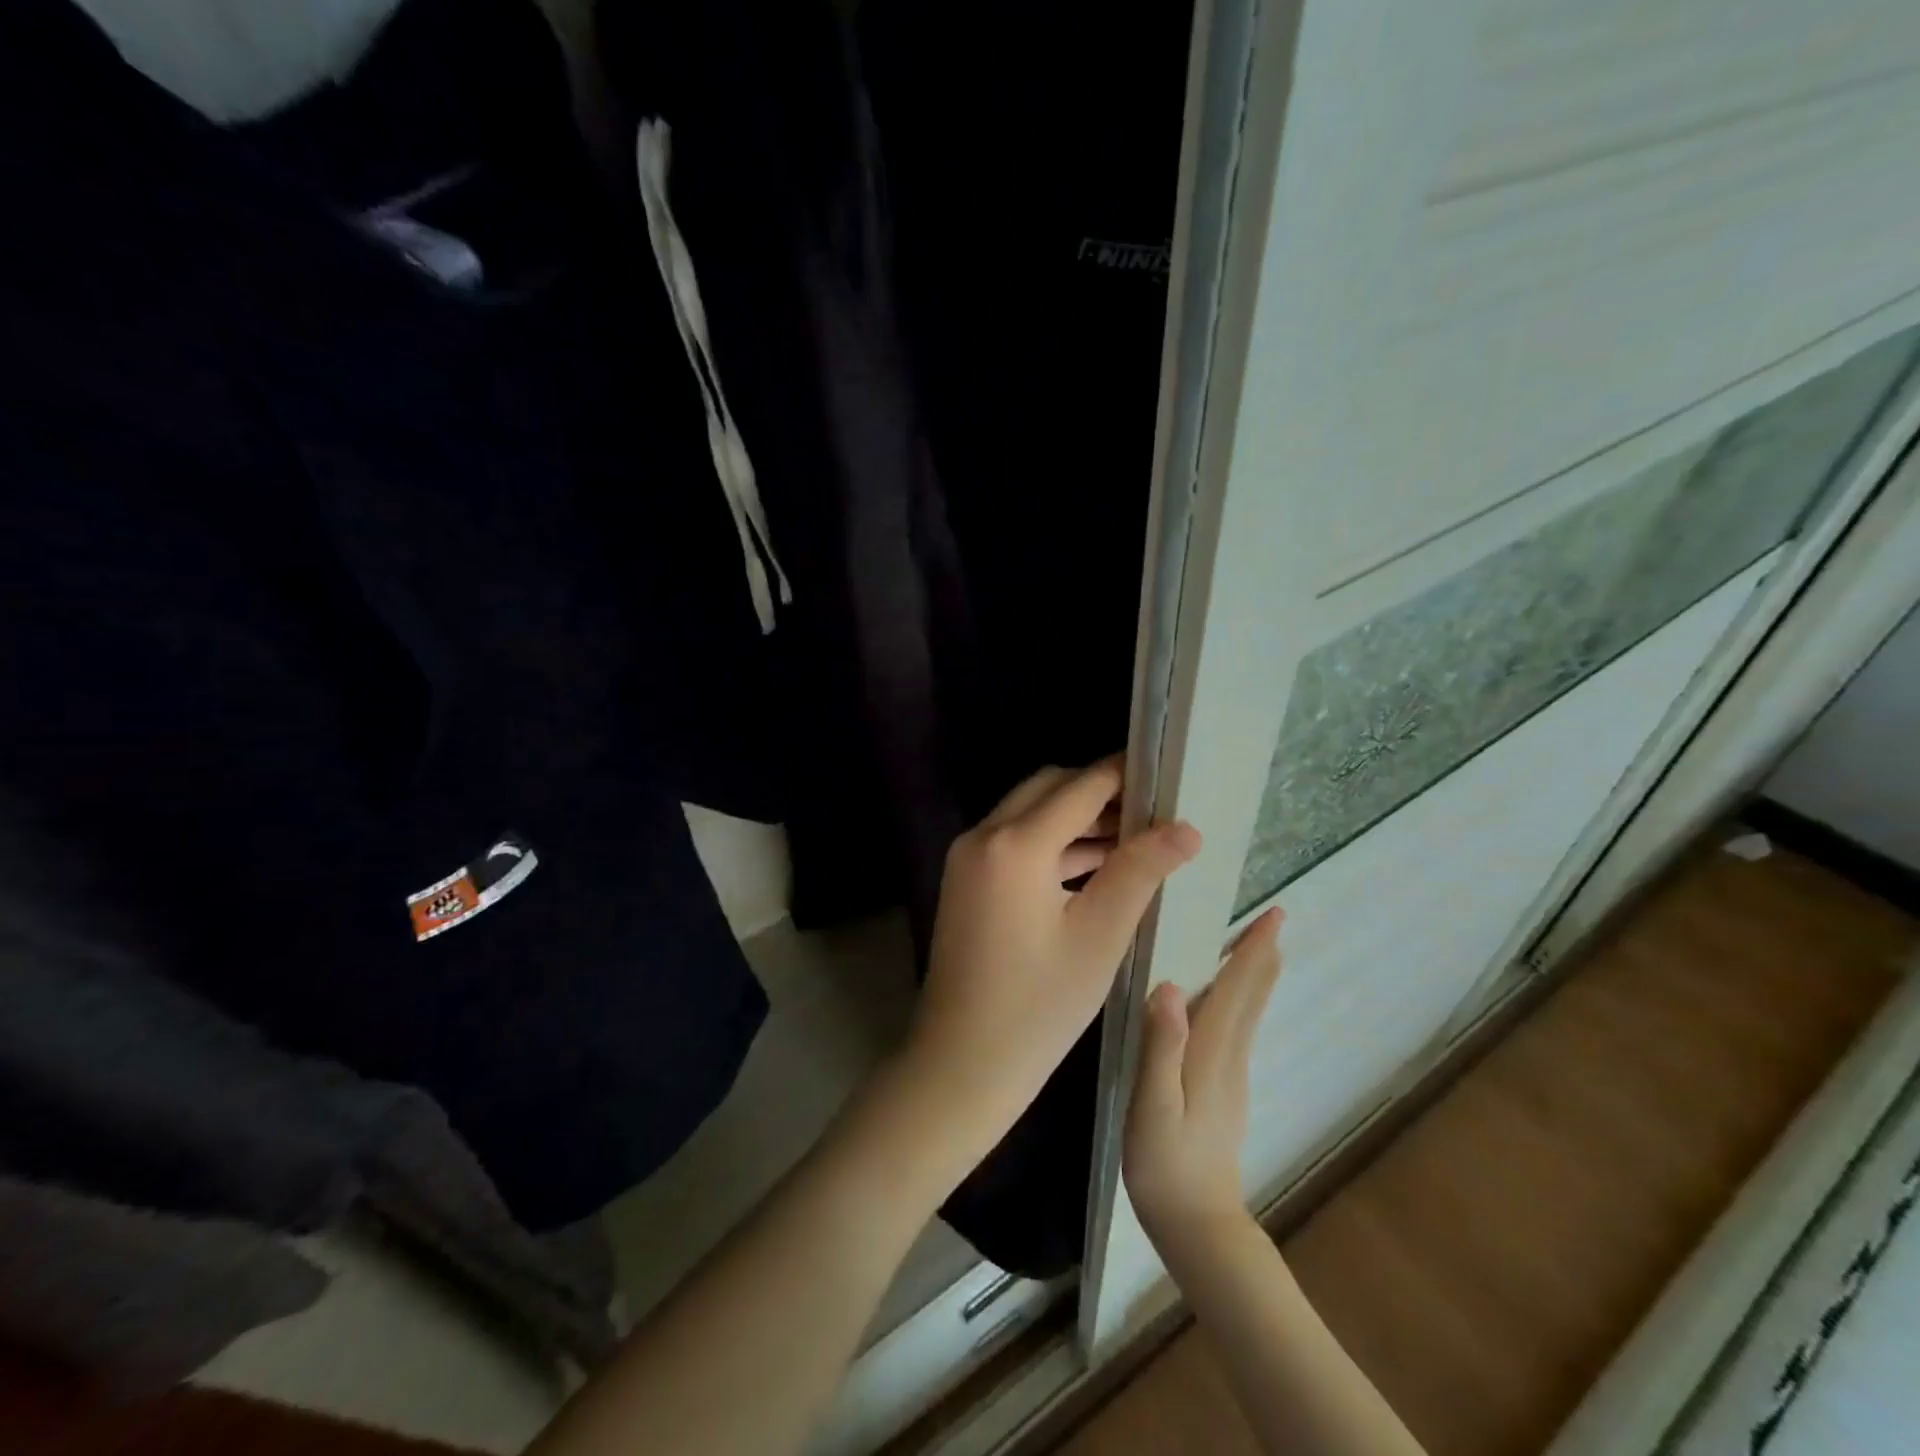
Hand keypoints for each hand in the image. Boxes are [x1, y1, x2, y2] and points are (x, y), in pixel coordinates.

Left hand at [897, 759, 1201, 1171]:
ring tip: (1136, 837)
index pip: (1080, 788)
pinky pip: (1015, 842)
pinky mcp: (966, 879)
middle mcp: (983, 836)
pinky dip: (1053, 844)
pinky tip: (1096, 865)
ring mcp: (968, 857)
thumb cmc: (1038, 1006)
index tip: (1166, 772)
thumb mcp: (1099, 936)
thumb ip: (1140, 871)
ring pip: (1030, 814)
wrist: (962, 1062)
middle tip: (1153, 811)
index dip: (1124, 775)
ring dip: (1077, 820)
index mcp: (1015, 845)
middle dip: (1099, 793)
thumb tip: (1185, 828)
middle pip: (1049, 789)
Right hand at [1124, 908, 1283, 1243]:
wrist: (1199, 1226)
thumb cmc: (1166, 1163)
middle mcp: (1228, 1056)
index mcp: (1210, 1052)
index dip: (1252, 951)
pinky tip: (1232, 1000)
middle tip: (1275, 919)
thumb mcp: (1152, 1105)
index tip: (1274, 916)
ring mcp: (1231, 1075)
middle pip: (1251, 997)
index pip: (1236, 990)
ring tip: (1259, 947)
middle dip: (1262, 956)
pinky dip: (1243, 1001)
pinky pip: (1238, 1029)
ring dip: (1255, 976)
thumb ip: (1161, 1047)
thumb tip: (1171, 986)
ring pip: (1248, 1013)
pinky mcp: (1224, 1090)